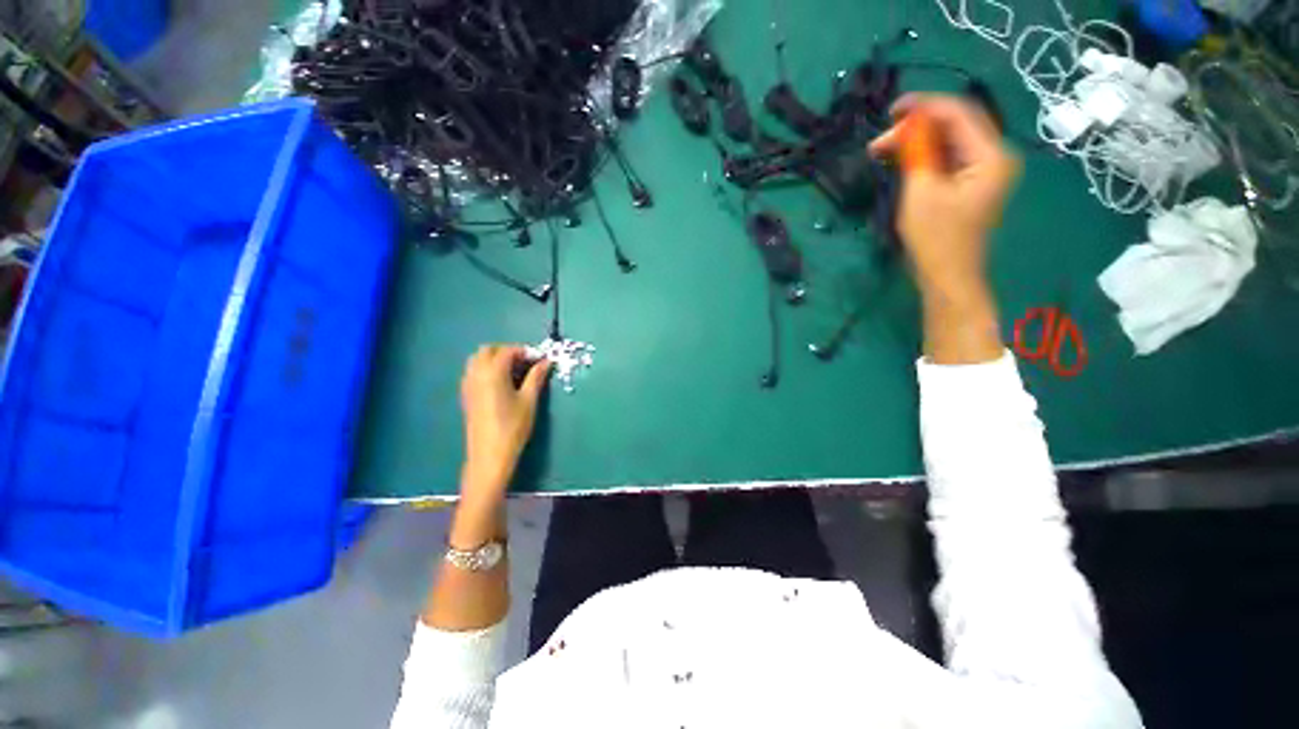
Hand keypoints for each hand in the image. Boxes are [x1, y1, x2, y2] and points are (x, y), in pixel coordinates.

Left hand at [459, 345, 551, 502]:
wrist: (489, 454)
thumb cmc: (513, 426)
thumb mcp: (529, 400)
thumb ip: (536, 377)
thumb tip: (546, 362)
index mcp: (493, 372)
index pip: (508, 351)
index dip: (525, 351)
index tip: (540, 359)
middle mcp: (476, 373)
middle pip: (488, 350)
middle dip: (508, 352)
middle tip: (526, 363)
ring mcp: (468, 384)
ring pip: (478, 360)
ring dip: (496, 359)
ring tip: (515, 373)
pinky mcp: (466, 395)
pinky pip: (474, 372)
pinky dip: (487, 369)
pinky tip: (502, 384)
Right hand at [869, 94, 1019, 297]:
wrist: (947, 277)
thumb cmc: (935, 239)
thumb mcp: (921, 191)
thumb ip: (918, 151)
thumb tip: (908, 122)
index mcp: (991, 155)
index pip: (960, 113)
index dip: (925, 106)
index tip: (891, 110)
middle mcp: (994, 156)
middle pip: (956, 125)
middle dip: (917, 126)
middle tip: (881, 139)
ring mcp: (984, 171)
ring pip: (950, 141)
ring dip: (918, 141)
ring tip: (884, 149)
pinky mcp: (971, 184)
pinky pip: (948, 158)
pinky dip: (925, 155)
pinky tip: (902, 159)